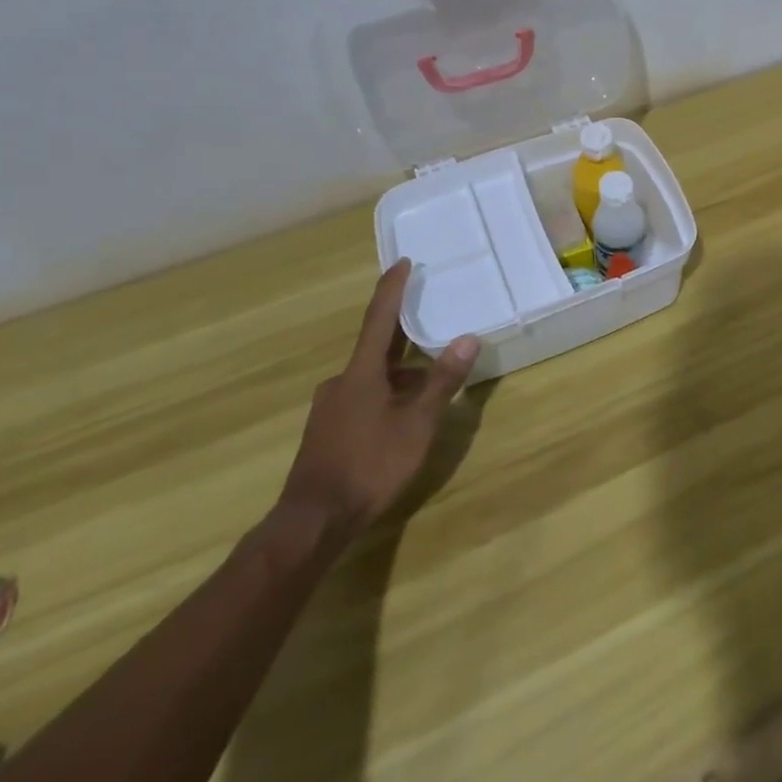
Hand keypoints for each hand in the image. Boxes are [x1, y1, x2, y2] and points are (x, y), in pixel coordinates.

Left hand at [275, 259, 480, 540]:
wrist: (314, 520)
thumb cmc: (370, 464)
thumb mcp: (417, 424)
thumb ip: (442, 381)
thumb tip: (468, 338)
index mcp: (361, 372)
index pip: (379, 318)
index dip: (392, 288)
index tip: (402, 262)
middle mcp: (341, 381)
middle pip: (376, 347)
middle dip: (403, 334)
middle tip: (429, 318)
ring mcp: (330, 407)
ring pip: (371, 377)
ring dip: (399, 372)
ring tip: (429, 381)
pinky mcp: (328, 430)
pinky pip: (362, 397)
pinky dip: (387, 393)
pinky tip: (403, 415)